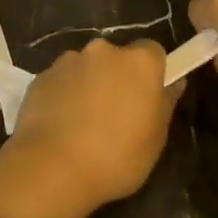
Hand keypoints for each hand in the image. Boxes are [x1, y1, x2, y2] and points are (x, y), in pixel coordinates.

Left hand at [5, 39, 181, 210]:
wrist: (53, 167)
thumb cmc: (116, 157)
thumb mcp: (155, 140)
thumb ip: (165, 104)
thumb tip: (174, 82)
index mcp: (139, 62)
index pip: (153, 52)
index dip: (152, 73)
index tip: (148, 98)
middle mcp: (104, 50)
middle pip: (117, 57)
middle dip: (118, 77)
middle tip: (116, 113)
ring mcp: (70, 59)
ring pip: (87, 67)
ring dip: (90, 84)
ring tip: (84, 123)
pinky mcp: (43, 74)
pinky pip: (62, 80)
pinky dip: (65, 94)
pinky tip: (62, 125)